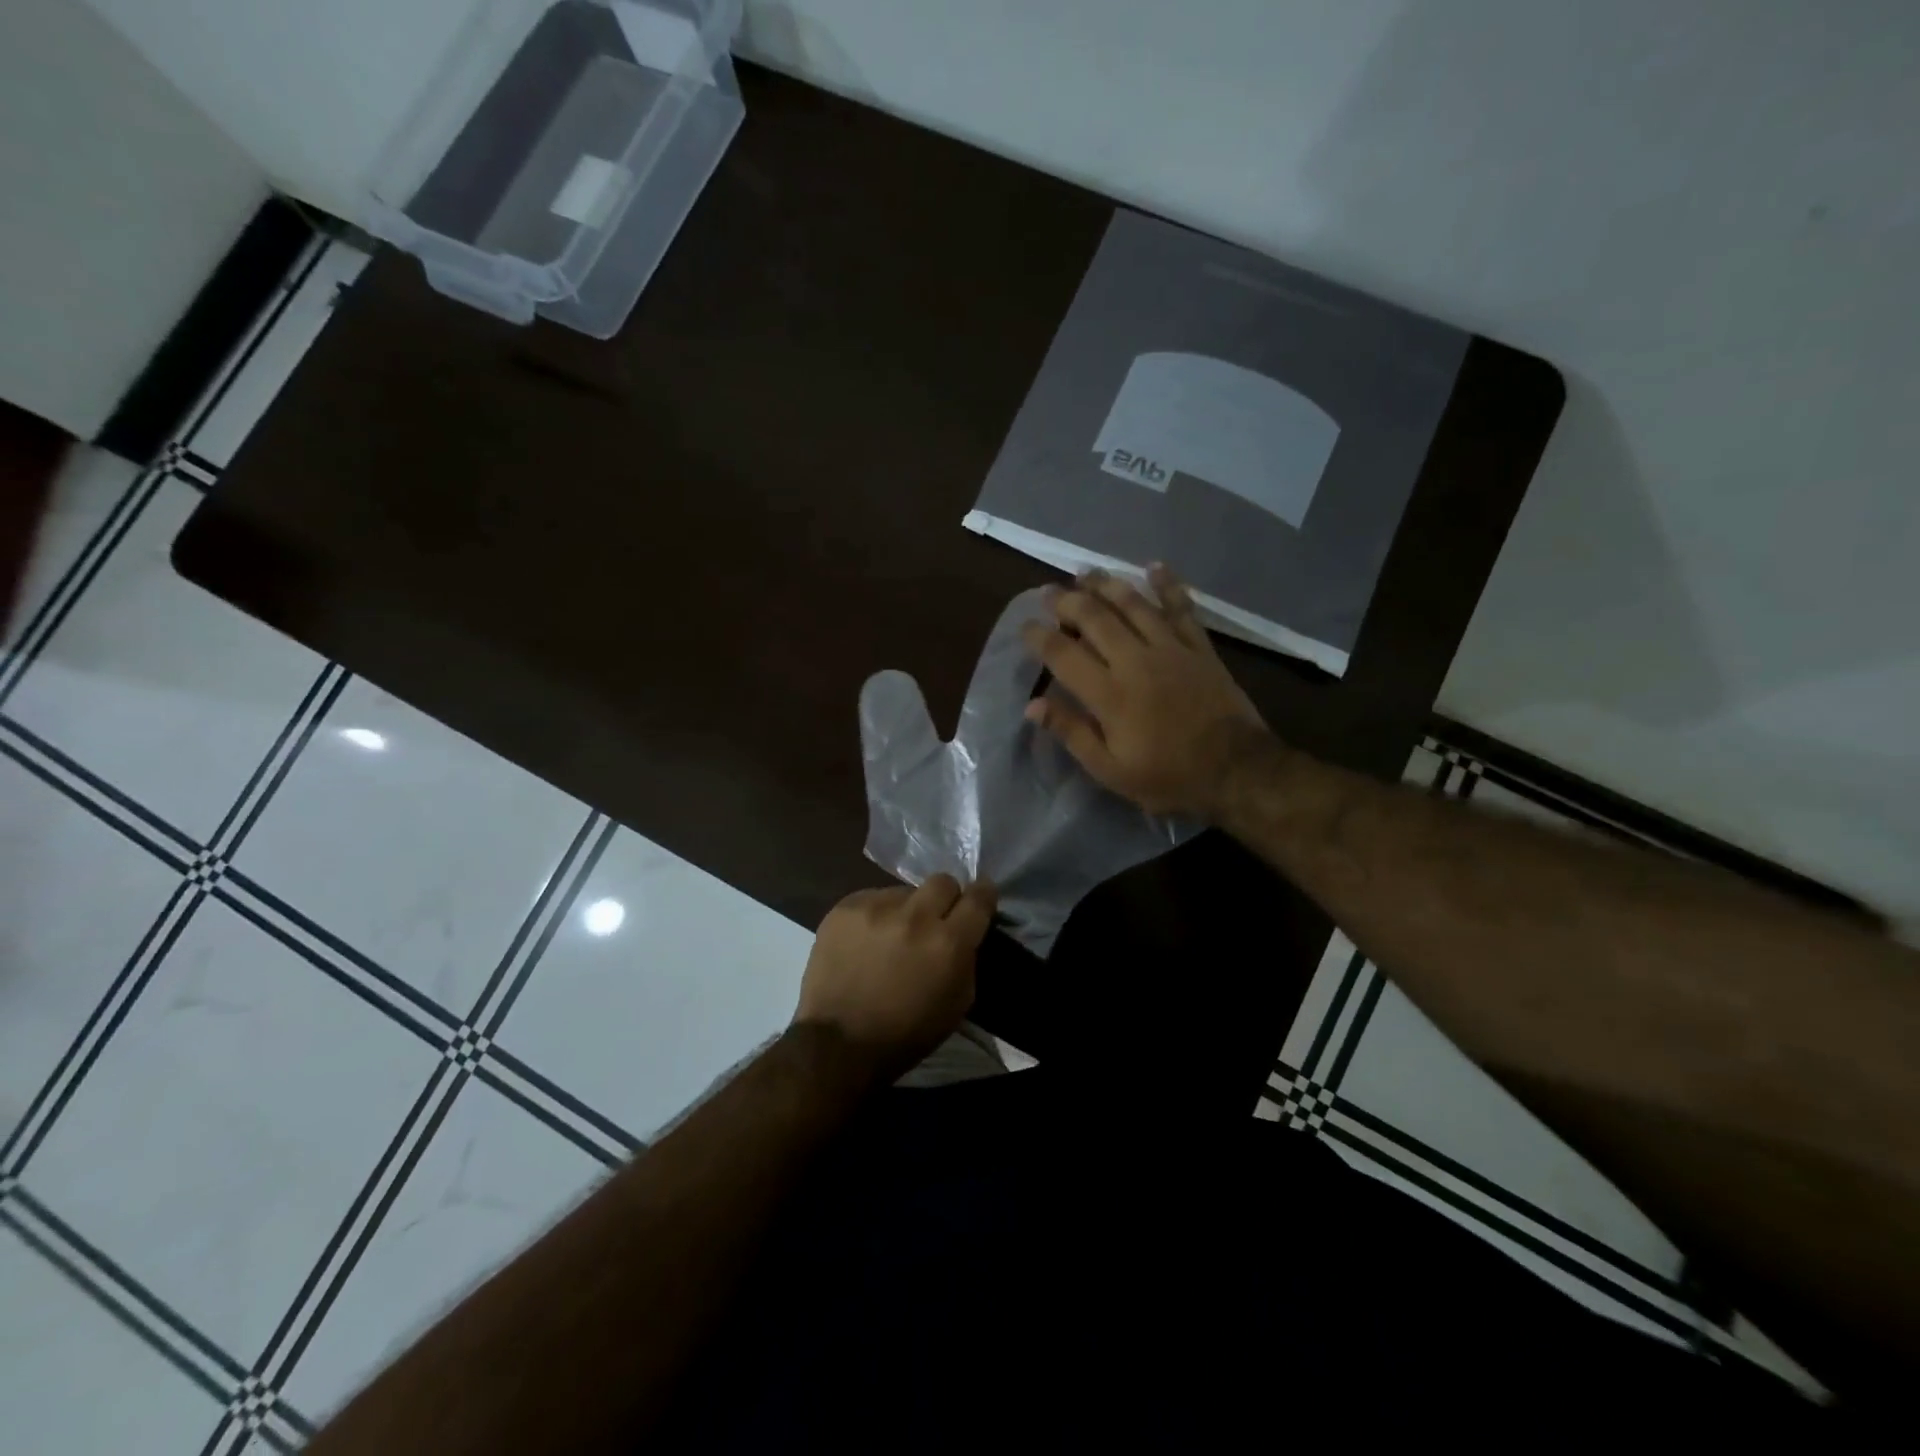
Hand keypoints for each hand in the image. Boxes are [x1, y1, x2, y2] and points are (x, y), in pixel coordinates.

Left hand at [794, 875, 997, 1082]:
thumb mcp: (957, 1004)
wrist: (837, 1043)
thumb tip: (965, 933)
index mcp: (948, 943)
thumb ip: (967, 959)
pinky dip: (875, 915)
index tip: (981, 897)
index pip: (978, 897)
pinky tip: (865, 940)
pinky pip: (872, 897)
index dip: (984, 894)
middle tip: (935, 918)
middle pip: (943, 881)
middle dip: (945, 897)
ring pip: (904, 891)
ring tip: (892, 936)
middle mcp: (915, 916)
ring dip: (906, 909)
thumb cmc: (905, 1033)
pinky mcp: (845, 907)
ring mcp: (876, 907)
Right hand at [1020, 565, 1270, 819]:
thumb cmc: (1168, 777)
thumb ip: (1072, 733)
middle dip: (1067, 601)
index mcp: (1109, 694)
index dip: (1039, 636)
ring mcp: (1170, 649)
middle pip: (1094, 619)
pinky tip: (1153, 566)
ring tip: (1085, 572)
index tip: (1025, 625)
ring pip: (1133, 605)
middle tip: (1048, 591)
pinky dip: (1167, 584)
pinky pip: (1180, 607)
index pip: (1063, 654)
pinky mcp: (1199, 647)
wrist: (1237, 771)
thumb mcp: (1110, 770)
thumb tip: (1033, 705)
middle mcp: (1135, 661)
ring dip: (1106, 584)